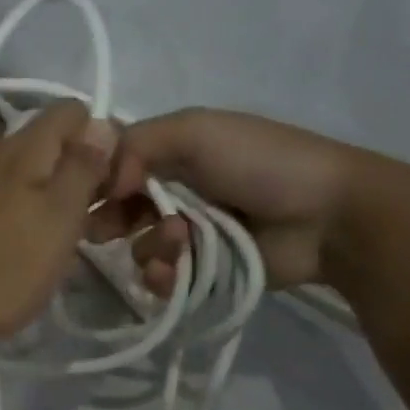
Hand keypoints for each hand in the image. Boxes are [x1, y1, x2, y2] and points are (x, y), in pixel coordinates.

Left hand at [0, 102, 116, 345]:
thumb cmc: (3, 270)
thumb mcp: (59, 219)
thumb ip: (82, 167)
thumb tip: (101, 123)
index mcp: (20, 147)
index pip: (72, 111)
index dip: (102, 139)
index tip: (112, 185)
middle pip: (47, 142)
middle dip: (76, 172)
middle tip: (91, 222)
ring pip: (22, 172)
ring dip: (48, 196)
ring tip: (58, 241)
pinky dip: (18, 212)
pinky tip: (20, 249)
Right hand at [89, 110, 386, 289]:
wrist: (329, 216)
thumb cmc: (261, 163)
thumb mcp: (196, 130)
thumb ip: (136, 144)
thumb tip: (103, 184)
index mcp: (171, 152)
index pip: (112, 165)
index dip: (93, 181)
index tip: (79, 196)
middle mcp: (174, 191)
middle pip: (116, 210)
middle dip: (109, 220)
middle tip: (106, 231)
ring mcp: (189, 234)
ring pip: (138, 248)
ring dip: (150, 247)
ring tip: (180, 244)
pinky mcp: (203, 270)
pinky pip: (163, 279)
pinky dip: (164, 276)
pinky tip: (177, 272)